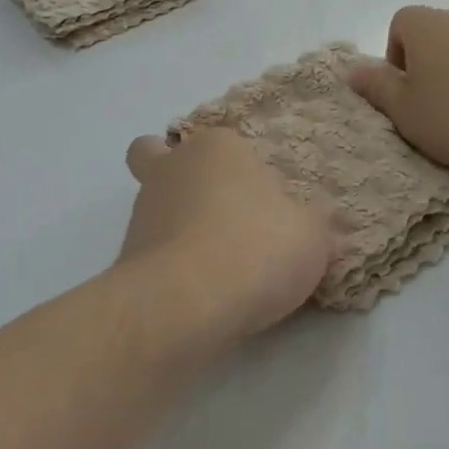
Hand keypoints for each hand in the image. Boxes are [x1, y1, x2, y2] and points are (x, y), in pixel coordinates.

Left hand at [118, 127, 331, 343]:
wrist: (186, 302)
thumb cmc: (256, 248)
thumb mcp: (311, 236)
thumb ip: (315, 222)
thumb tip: (320, 217)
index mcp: (217, 147)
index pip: (230, 145)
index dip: (248, 172)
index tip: (271, 208)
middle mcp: (172, 168)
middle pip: (162, 157)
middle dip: (180, 175)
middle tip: (217, 213)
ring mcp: (142, 210)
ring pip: (153, 203)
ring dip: (176, 223)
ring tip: (215, 263)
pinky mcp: (128, 252)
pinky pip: (151, 247)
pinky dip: (170, 260)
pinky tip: (199, 287)